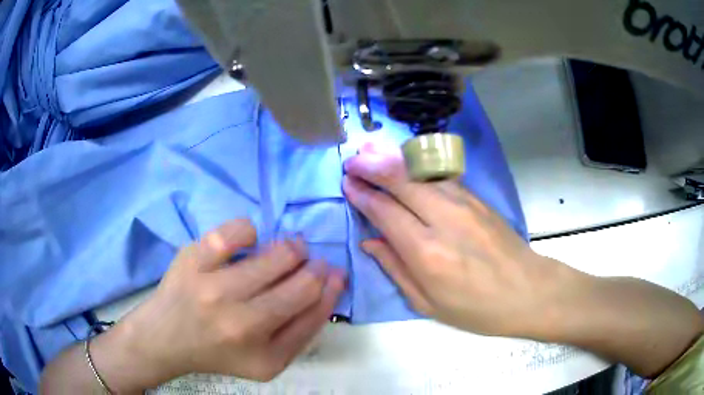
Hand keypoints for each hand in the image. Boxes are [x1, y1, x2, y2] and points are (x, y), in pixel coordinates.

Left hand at [96, 220, 345, 389]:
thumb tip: (330, 283)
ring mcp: (213, 288)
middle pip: (300, 282)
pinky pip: (236, 231)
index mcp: (264, 355)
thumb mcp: (268, 360)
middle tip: (310, 262)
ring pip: (275, 254)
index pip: (314, 312)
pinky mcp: (192, 259)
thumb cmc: (220, 352)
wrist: (165, 339)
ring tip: (288, 250)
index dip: (331, 287)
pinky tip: (249, 242)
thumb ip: (302, 330)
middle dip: (315, 267)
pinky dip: (250, 231)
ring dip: (291, 248)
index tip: (335, 273)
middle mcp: (240, 323)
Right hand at [342, 143, 577, 337]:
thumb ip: (396, 269)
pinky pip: (441, 176)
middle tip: (352, 161)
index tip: (346, 183)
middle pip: (402, 181)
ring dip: (393, 158)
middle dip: (372, 166)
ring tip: (370, 149)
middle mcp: (444, 220)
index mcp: (427, 253)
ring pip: (422, 171)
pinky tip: (405, 159)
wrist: (527, 290)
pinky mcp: (477, 198)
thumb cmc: (476, 308)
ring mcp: (464, 204)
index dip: (363, 195)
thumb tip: (370, 242)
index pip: (385, 212)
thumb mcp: (428, 304)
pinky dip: (418, 165)